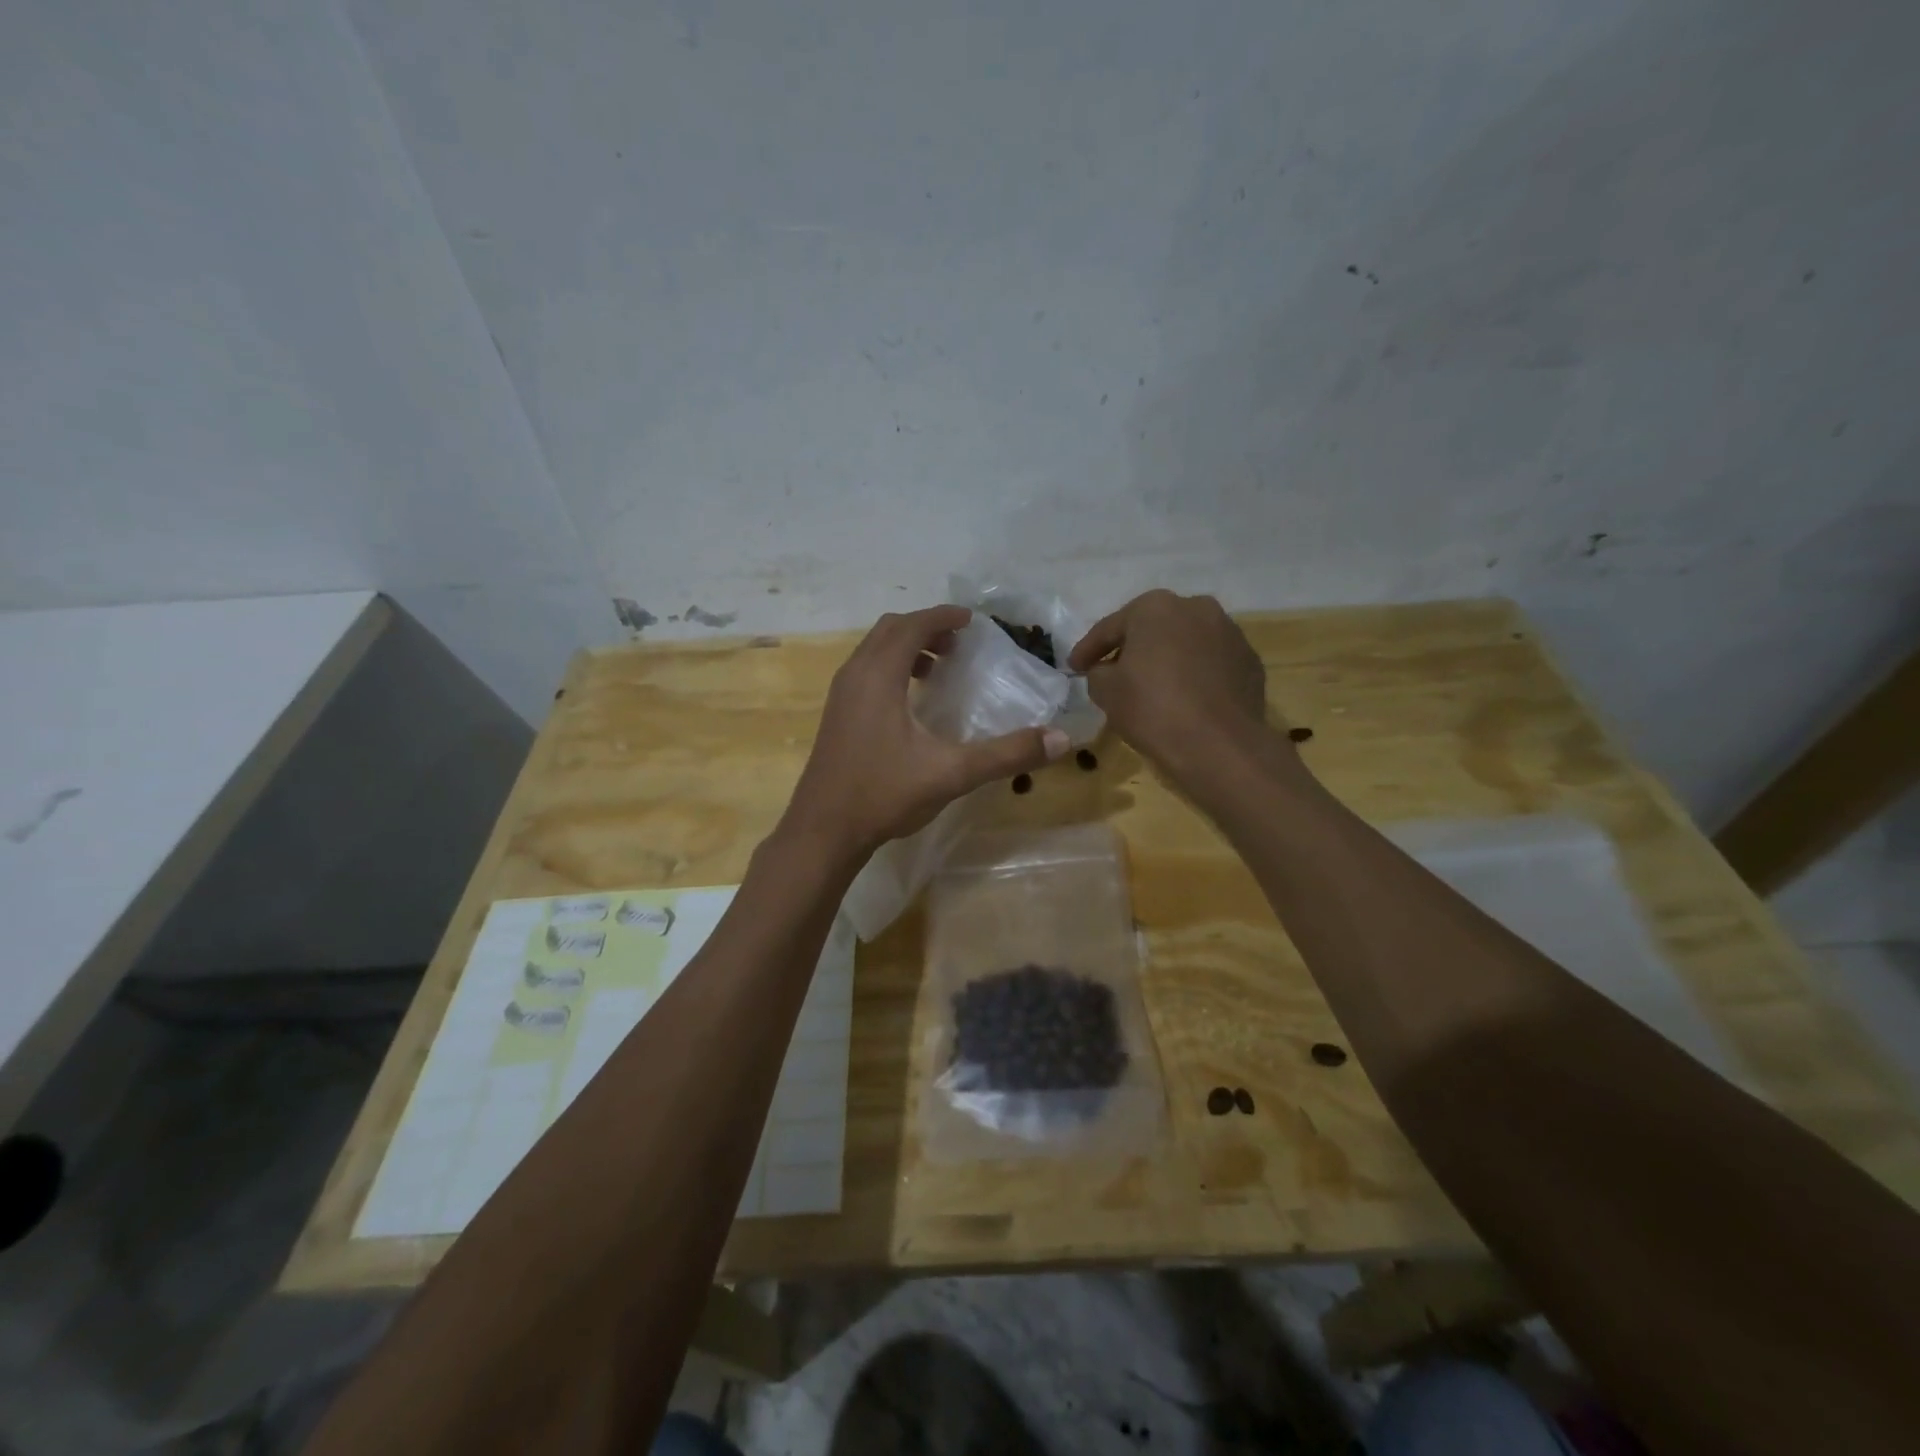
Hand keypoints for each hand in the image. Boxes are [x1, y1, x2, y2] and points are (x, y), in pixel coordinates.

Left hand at [783, 606, 1069, 861]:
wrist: (823, 831)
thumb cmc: (884, 794)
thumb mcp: (951, 773)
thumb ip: (1006, 754)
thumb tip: (1060, 739)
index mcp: (879, 676)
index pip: (911, 625)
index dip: (943, 617)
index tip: (972, 621)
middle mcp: (855, 675)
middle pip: (889, 630)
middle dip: (926, 627)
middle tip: (959, 644)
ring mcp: (840, 695)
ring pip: (873, 650)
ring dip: (906, 647)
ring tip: (939, 668)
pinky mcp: (836, 715)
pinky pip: (865, 671)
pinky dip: (891, 668)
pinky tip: (911, 703)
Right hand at [1069, 590, 1279, 782]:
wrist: (1219, 745)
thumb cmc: (1153, 709)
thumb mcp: (1106, 691)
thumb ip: (1098, 672)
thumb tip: (1107, 671)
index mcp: (1155, 607)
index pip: (1110, 628)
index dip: (1087, 650)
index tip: (1073, 667)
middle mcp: (1196, 608)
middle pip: (1152, 629)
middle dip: (1132, 649)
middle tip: (1113, 673)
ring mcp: (1229, 632)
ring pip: (1185, 644)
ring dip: (1167, 660)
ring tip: (1153, 687)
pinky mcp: (1250, 661)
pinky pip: (1210, 664)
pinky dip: (1195, 676)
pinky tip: (1185, 700)